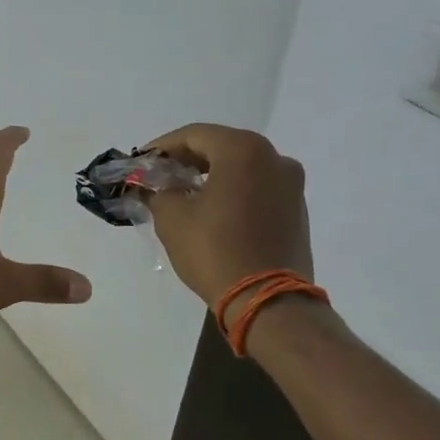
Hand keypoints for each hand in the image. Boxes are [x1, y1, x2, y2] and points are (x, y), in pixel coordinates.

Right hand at [141, 124, 312, 306]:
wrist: (269, 303)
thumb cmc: (215, 250)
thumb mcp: (172, 218)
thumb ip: (157, 192)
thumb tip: (153, 187)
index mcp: (243, 150)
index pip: (193, 136)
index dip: (162, 146)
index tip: (142, 161)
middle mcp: (274, 158)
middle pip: (220, 147)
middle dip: (187, 160)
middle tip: (159, 176)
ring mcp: (291, 184)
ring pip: (241, 167)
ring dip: (211, 175)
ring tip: (184, 193)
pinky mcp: (297, 209)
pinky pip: (258, 187)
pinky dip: (234, 190)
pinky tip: (213, 209)